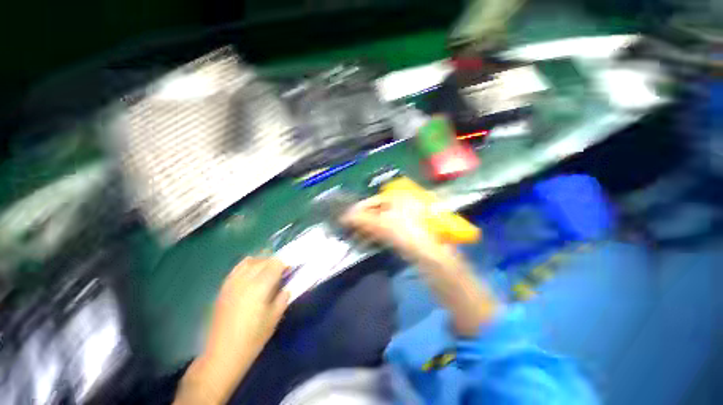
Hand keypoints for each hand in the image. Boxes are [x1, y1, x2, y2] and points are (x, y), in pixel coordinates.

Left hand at [205, 257, 289, 362]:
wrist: (222, 355)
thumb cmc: (253, 339)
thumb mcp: (274, 318)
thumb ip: (283, 298)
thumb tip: (287, 286)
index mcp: (260, 287)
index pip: (276, 264)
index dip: (285, 265)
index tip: (289, 271)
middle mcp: (245, 280)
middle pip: (264, 261)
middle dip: (275, 263)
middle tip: (281, 273)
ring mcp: (232, 283)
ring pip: (250, 261)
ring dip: (262, 263)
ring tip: (267, 272)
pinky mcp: (223, 288)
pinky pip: (237, 268)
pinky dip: (247, 266)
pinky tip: (251, 274)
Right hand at [342, 196, 500, 336]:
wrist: (433, 258)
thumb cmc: (408, 236)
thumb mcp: (383, 226)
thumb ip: (362, 219)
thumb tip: (344, 217)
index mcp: (399, 197)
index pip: (373, 200)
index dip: (359, 209)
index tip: (346, 219)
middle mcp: (403, 204)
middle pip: (377, 210)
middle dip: (363, 219)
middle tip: (351, 228)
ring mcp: (407, 217)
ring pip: (382, 219)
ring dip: (369, 226)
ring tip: (358, 235)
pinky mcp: (408, 230)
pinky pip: (388, 228)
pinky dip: (378, 232)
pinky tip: (371, 239)